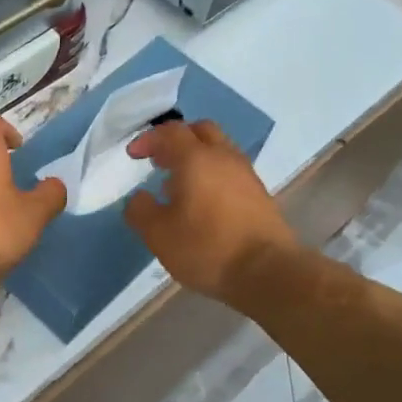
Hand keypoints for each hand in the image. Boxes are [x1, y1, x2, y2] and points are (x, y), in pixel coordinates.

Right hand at [124, 119, 300, 302]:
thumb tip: (139, 197)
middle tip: (160, 160)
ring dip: (197, 158)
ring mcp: (246, 174)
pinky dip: (213, 175)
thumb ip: (141, 211)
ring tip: (179, 185)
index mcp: (196, 159)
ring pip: (219, 150)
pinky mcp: (259, 194)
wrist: (267, 271)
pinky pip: (231, 171)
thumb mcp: (158, 234)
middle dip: (177, 140)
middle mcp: (223, 157)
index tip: (134, 154)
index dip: (149, 138)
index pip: (170, 132)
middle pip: (200, 131)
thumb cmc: (206, 248)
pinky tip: (203, 203)